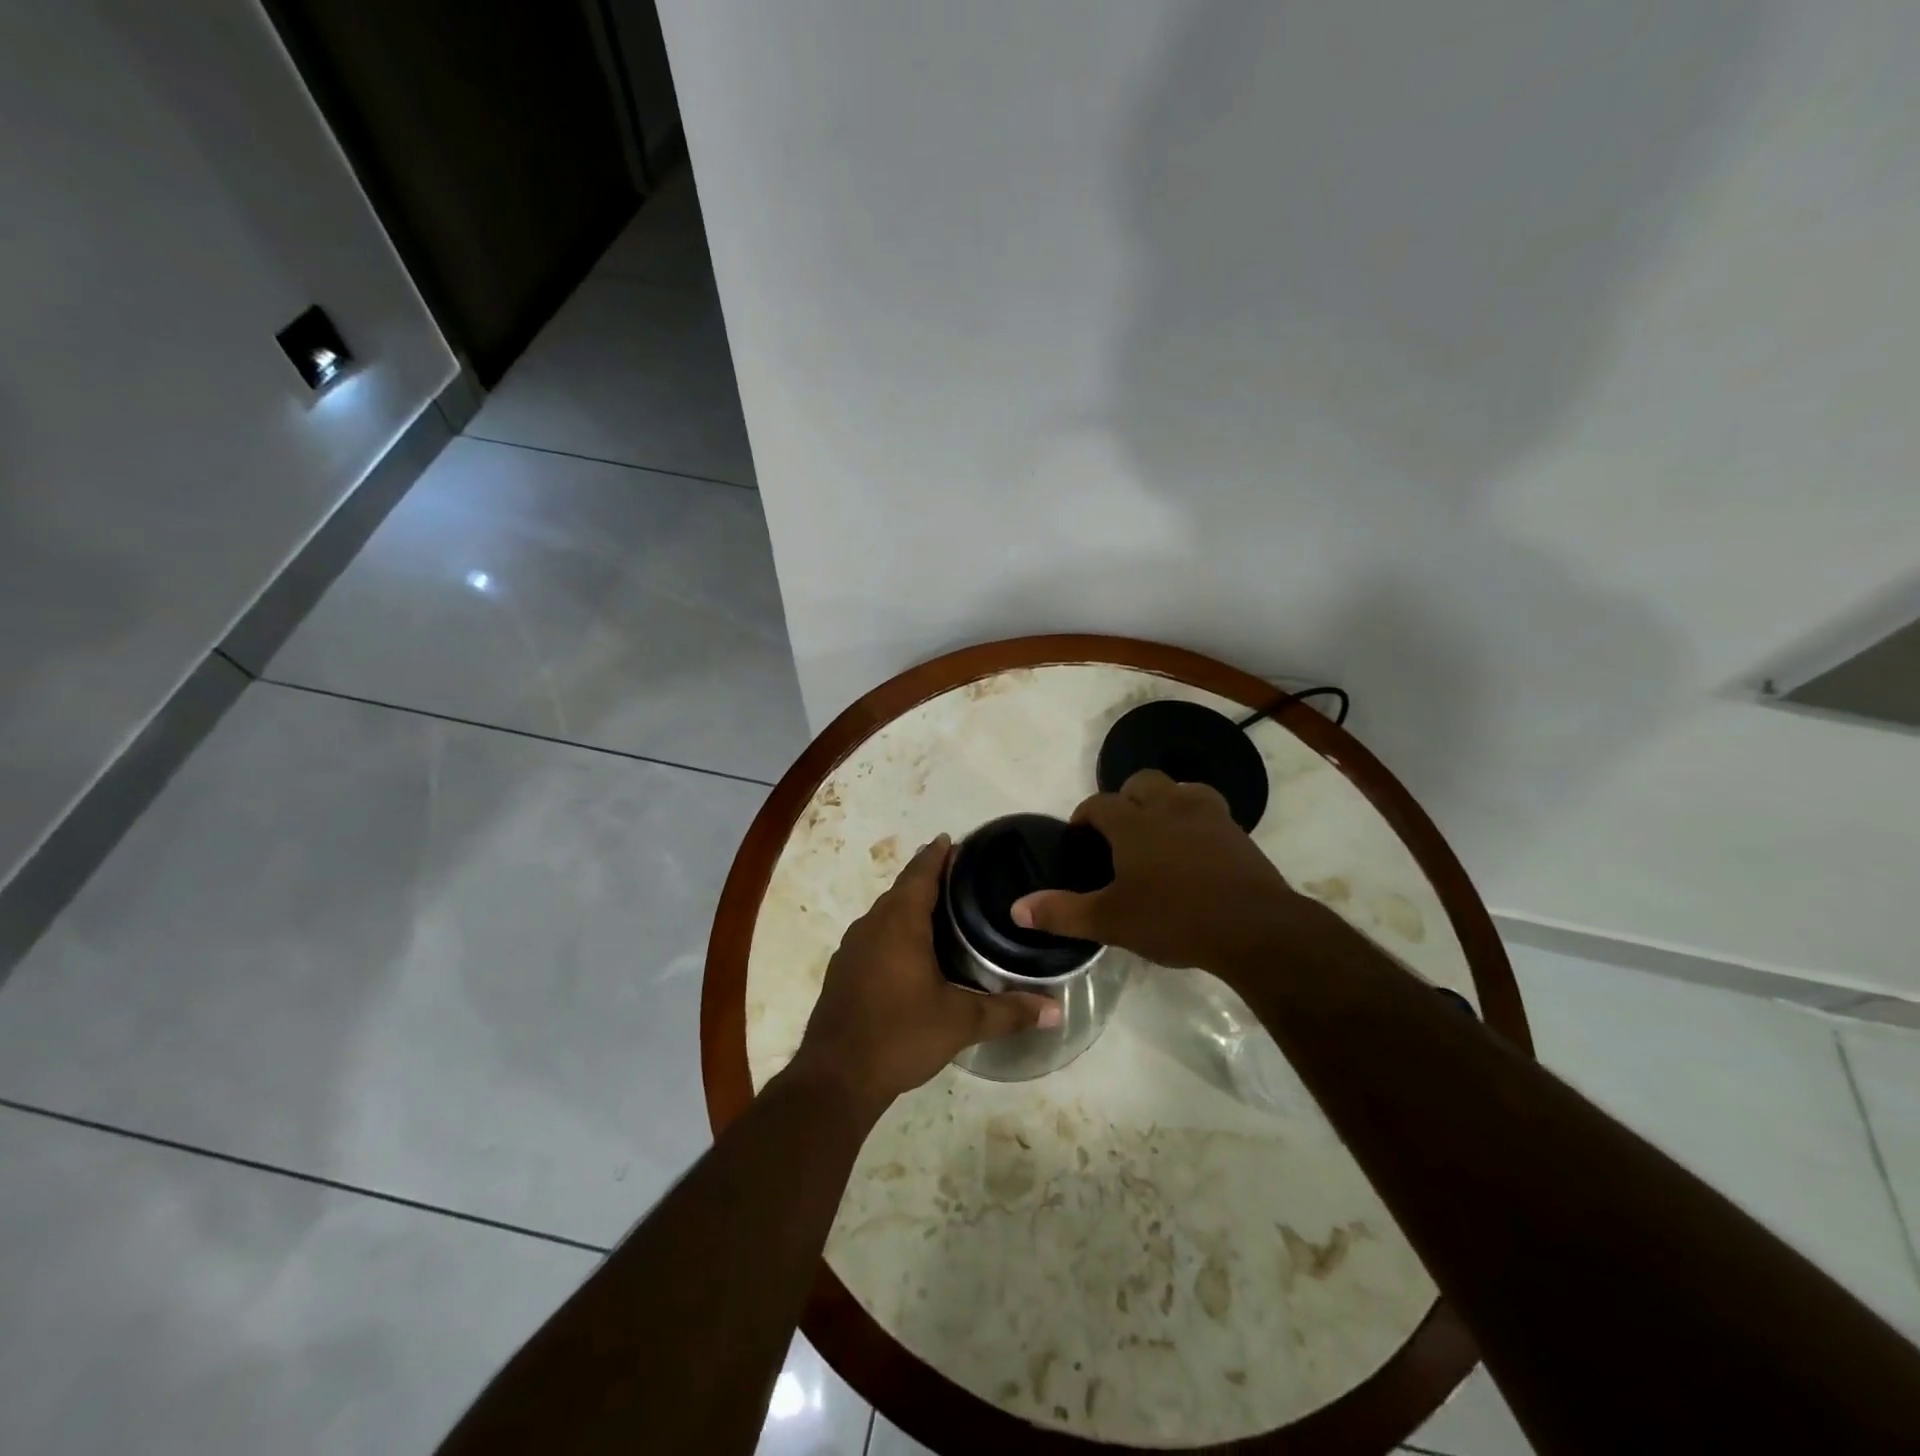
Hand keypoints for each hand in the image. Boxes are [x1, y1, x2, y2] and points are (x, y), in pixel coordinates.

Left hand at [790, 836, 1059, 1113]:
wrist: (836, 1077)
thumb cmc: (900, 1035)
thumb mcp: (960, 1022)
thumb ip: (1008, 1012)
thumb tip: (1056, 1010)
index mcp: (900, 922)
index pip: (921, 872)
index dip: (938, 855)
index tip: (955, 840)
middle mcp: (872, 924)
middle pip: (902, 888)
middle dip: (927, 876)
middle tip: (960, 875)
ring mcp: (852, 947)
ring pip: (885, 913)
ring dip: (909, 904)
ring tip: (941, 909)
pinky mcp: (843, 970)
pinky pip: (874, 934)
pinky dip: (894, 929)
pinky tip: (911, 951)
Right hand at [1012, 769, 1306, 972]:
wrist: (1254, 928)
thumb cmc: (1174, 919)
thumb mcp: (1111, 921)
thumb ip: (1062, 912)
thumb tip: (1016, 908)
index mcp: (1133, 823)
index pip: (1099, 804)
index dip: (1084, 816)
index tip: (1079, 836)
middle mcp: (1168, 806)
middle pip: (1140, 782)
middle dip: (1125, 800)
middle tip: (1120, 835)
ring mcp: (1207, 815)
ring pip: (1179, 790)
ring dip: (1164, 803)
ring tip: (1159, 834)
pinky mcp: (1237, 831)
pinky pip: (1209, 811)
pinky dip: (1195, 820)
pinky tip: (1195, 849)